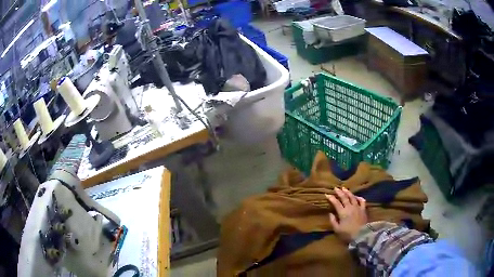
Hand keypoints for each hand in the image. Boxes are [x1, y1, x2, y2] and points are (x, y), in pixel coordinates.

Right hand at [326, 187, 366, 242]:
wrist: (361, 235)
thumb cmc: (347, 234)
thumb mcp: (337, 229)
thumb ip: (333, 221)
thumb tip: (330, 213)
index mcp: (342, 212)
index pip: (336, 203)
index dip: (331, 198)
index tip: (327, 194)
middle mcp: (350, 207)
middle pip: (344, 197)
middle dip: (339, 192)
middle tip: (336, 188)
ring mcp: (357, 207)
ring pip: (352, 197)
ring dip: (348, 192)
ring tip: (344, 188)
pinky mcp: (363, 209)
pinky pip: (362, 201)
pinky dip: (359, 198)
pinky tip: (357, 197)